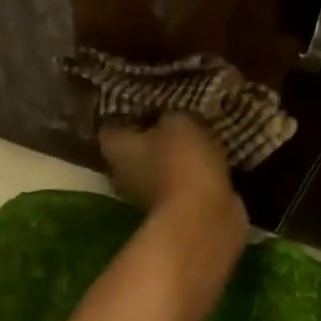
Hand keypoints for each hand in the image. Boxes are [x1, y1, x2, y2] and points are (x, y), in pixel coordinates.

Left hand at [99, 114, 240, 223]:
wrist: (204, 219)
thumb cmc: (182, 163)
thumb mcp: (179, 121)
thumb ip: (168, 114)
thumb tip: (167, 115)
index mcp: (115, 148)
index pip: (110, 125)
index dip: (125, 112)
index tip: (145, 101)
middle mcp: (122, 174)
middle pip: (132, 148)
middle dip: (151, 134)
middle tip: (173, 115)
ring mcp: (145, 196)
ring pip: (156, 167)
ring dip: (172, 156)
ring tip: (196, 134)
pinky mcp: (172, 211)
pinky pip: (179, 184)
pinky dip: (190, 174)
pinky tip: (210, 158)